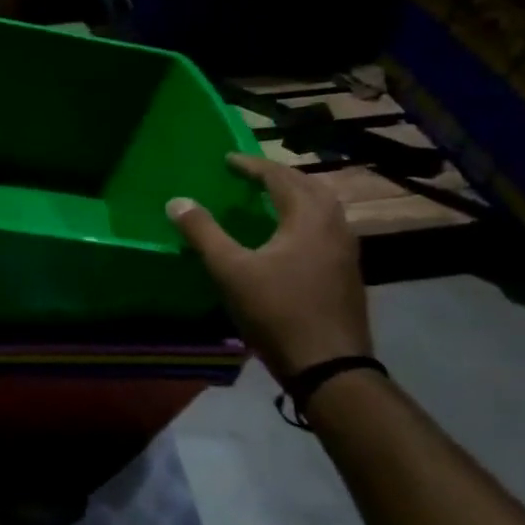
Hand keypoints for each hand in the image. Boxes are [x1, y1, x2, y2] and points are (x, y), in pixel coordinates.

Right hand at [167, 154, 372, 384]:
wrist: (329, 365)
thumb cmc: (277, 311)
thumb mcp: (230, 270)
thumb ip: (203, 232)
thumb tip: (177, 201)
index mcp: (308, 218)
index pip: (280, 178)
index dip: (252, 166)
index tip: (228, 159)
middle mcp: (334, 227)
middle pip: (309, 187)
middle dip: (279, 176)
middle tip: (250, 175)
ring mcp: (346, 251)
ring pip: (323, 209)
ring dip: (296, 196)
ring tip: (269, 200)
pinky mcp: (347, 273)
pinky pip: (326, 229)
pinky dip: (305, 218)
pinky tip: (288, 237)